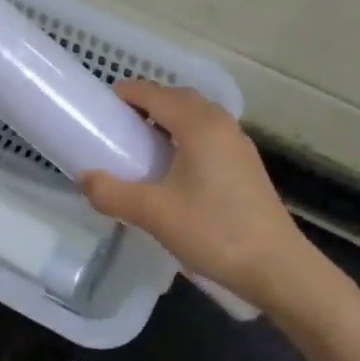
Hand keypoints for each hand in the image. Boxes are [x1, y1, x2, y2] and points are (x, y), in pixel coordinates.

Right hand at [79, 82, 310, 308]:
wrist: (275, 267)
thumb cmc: (213, 231)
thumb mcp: (153, 213)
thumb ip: (112, 193)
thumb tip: (83, 178)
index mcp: (199, 126)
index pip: (156, 94)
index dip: (129, 93)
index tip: (103, 102)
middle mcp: (222, 125)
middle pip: (180, 98)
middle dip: (150, 102)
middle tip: (121, 122)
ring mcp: (239, 145)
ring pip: (199, 116)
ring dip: (171, 118)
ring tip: (144, 143)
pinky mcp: (247, 166)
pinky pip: (210, 136)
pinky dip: (187, 136)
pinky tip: (175, 167)